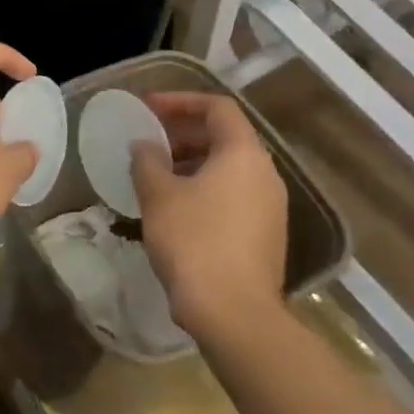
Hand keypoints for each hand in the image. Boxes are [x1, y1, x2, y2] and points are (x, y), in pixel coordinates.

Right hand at [130, 92, 287, 338]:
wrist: (233, 312)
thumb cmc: (193, 240)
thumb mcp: (158, 194)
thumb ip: (147, 160)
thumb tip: (144, 145)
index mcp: (244, 154)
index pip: (217, 108)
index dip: (180, 101)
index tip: (147, 108)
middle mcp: (265, 174)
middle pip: (225, 136)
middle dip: (183, 132)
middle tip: (148, 140)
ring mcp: (269, 206)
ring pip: (228, 168)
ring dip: (190, 161)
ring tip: (155, 173)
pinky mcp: (264, 233)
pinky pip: (232, 194)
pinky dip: (203, 187)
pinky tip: (174, 206)